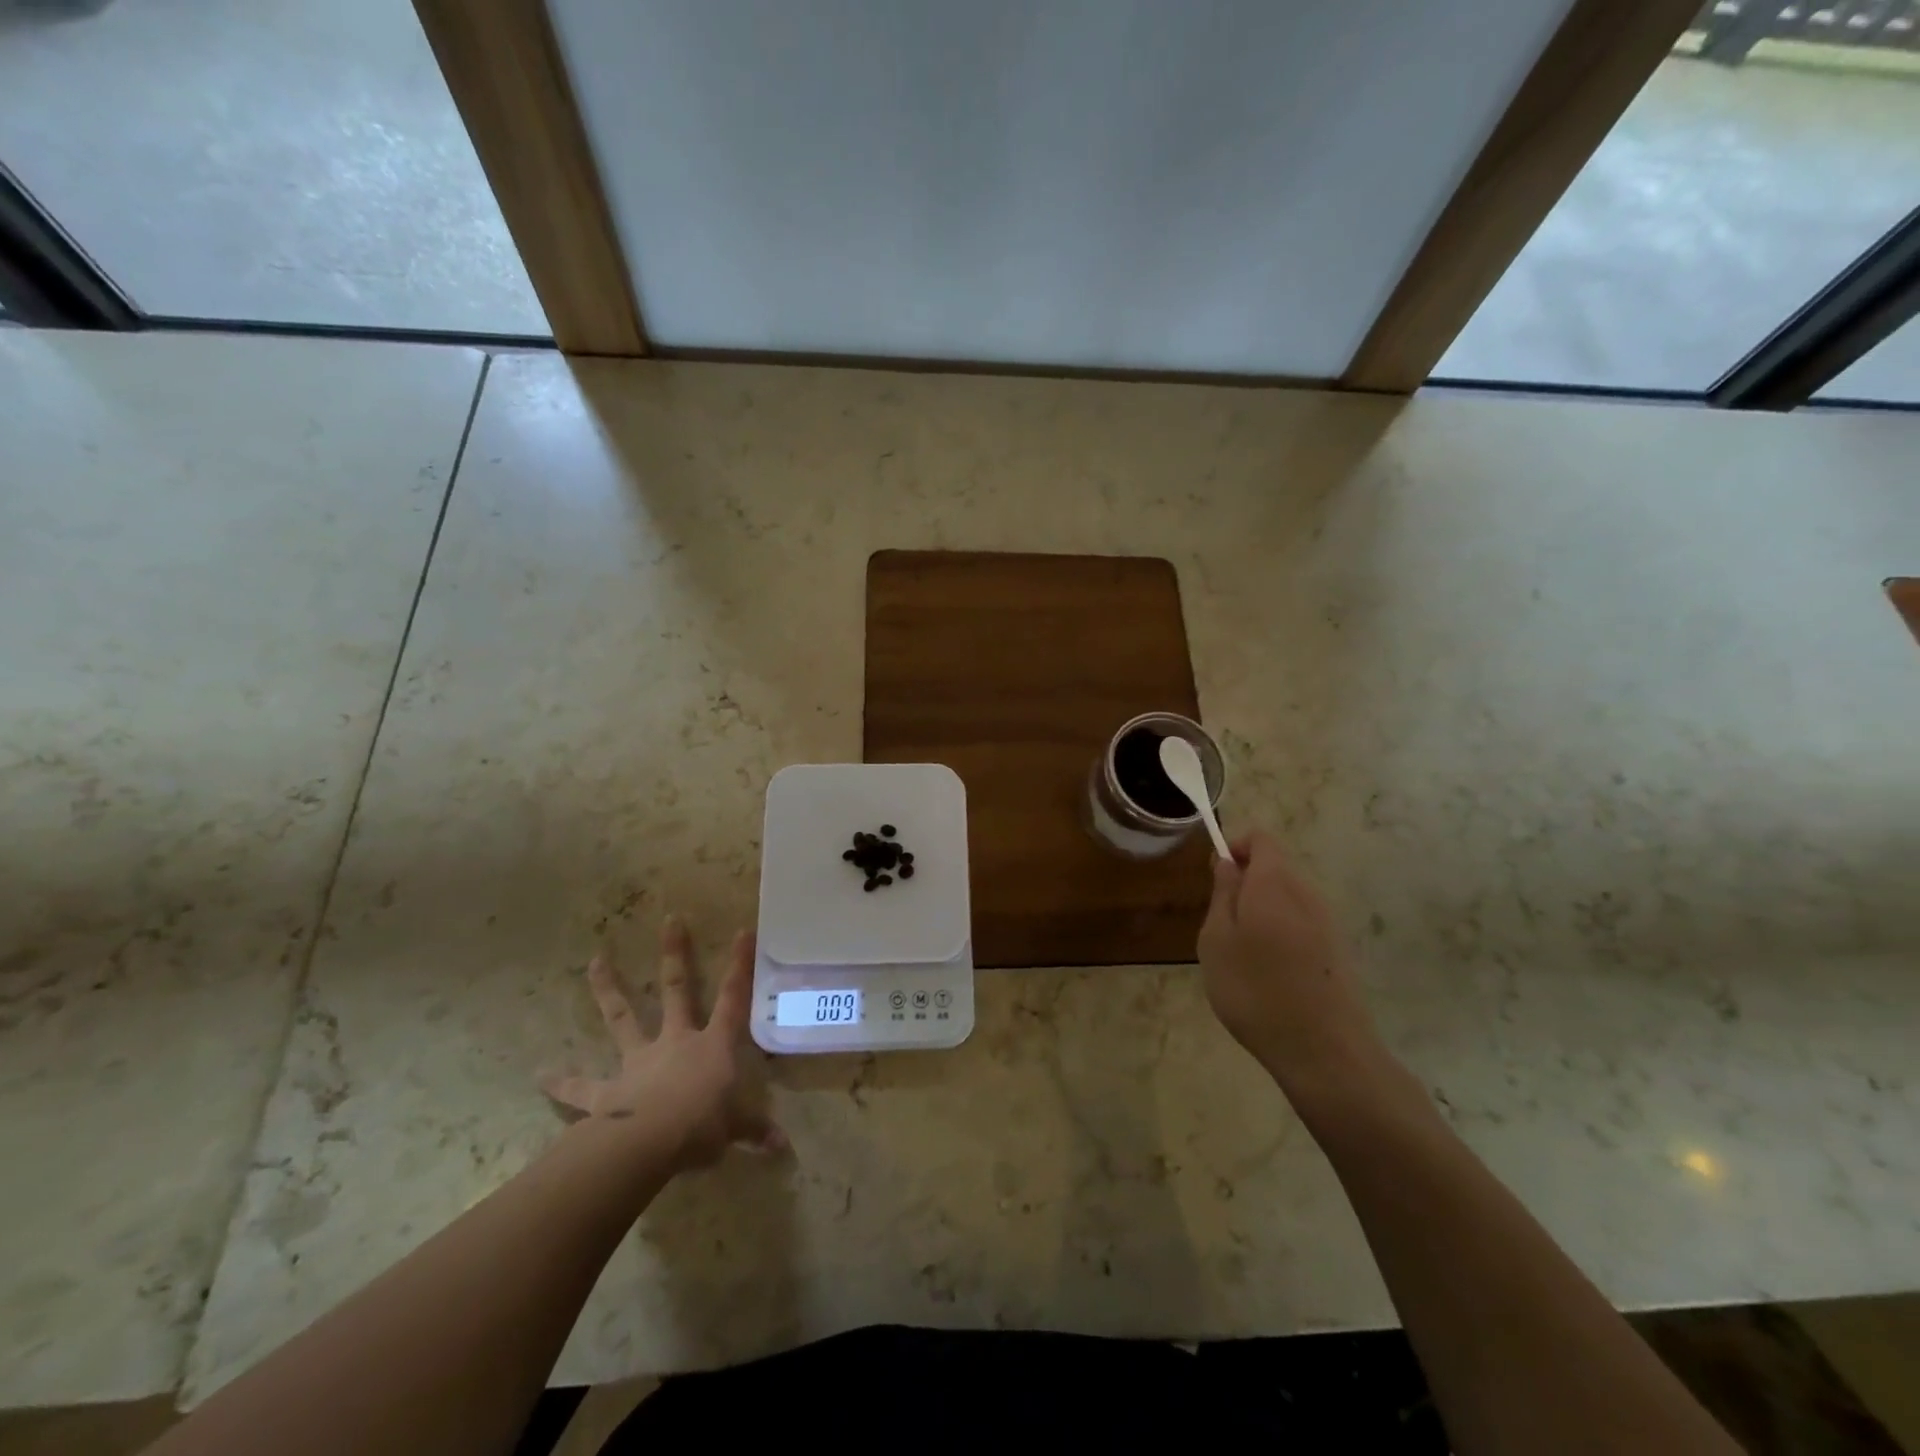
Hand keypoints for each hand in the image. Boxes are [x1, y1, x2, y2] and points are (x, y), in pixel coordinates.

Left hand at [541, 916, 783, 1170]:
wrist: (649, 1144)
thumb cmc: (701, 1126)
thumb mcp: (735, 1130)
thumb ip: (754, 1131)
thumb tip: (782, 1147)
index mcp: (712, 1045)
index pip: (732, 999)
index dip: (739, 966)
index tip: (742, 930)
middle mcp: (675, 1042)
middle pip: (677, 990)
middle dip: (675, 954)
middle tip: (669, 919)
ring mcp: (639, 1062)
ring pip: (623, 1018)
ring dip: (609, 990)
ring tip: (594, 961)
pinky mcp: (608, 1091)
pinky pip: (582, 1087)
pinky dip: (562, 1082)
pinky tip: (541, 1075)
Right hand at [1197, 831, 1386, 1098]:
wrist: (1324, 1051)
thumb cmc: (1255, 990)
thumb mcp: (1217, 940)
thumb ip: (1222, 894)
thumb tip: (1227, 862)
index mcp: (1274, 883)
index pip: (1262, 839)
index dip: (1236, 847)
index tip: (1216, 876)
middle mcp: (1306, 894)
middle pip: (1275, 868)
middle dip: (1246, 883)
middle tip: (1221, 923)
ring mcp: (1327, 923)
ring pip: (1288, 898)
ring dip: (1262, 911)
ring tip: (1242, 954)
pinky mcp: (1337, 951)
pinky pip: (1302, 924)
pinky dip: (1281, 933)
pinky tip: (1270, 973)